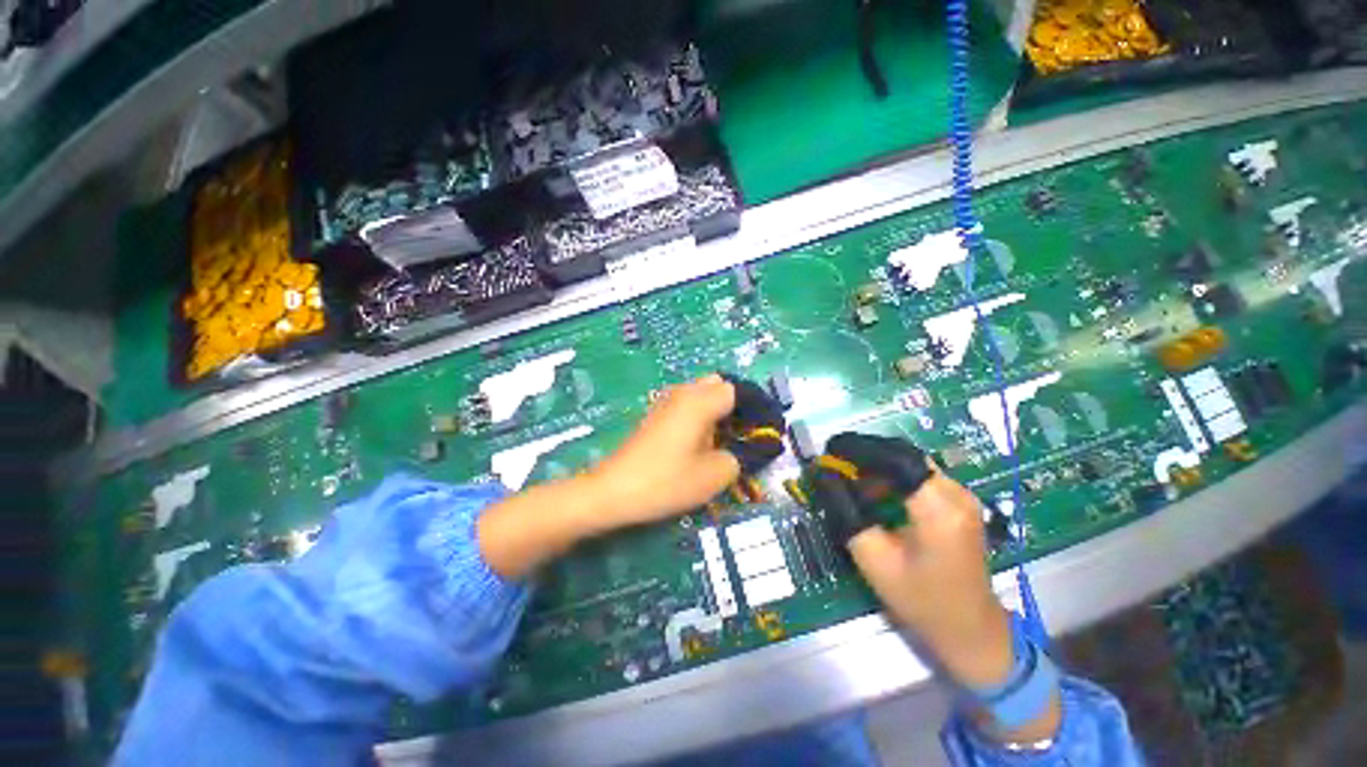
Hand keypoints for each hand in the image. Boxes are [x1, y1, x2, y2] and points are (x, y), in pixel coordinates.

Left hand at [585, 374, 740, 528]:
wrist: (613, 490)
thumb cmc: (666, 481)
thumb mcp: (715, 475)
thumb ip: (739, 457)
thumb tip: (742, 449)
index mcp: (700, 400)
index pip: (737, 390)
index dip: (753, 409)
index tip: (760, 433)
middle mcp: (682, 392)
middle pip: (718, 385)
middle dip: (733, 406)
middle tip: (738, 435)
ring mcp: (665, 401)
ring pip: (700, 393)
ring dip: (715, 411)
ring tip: (718, 442)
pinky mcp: (654, 414)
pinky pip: (685, 404)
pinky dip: (697, 416)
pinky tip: (695, 443)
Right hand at [849, 470, 1062, 742]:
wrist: (971, 629)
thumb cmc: (920, 600)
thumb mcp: (873, 559)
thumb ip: (845, 511)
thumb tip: (822, 474)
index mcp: (938, 509)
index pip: (895, 459)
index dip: (860, 448)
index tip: (830, 449)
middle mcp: (957, 493)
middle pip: (904, 454)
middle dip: (866, 453)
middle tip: (835, 460)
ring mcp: (963, 495)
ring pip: (911, 460)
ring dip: (878, 462)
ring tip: (848, 472)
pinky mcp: (961, 501)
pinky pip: (919, 473)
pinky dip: (892, 472)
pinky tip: (874, 486)